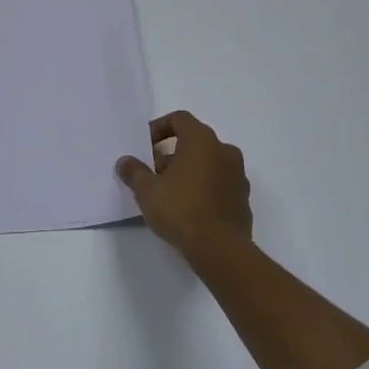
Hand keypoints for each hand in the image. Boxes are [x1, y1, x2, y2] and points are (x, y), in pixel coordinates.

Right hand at [115, 110, 252, 266]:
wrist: (220, 249)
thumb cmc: (181, 210)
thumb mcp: (147, 191)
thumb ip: (135, 172)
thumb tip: (125, 162)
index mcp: (202, 140)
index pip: (179, 119)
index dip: (159, 128)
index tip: (145, 147)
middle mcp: (224, 150)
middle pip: (195, 141)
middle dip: (172, 153)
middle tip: (154, 173)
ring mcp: (238, 175)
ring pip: (209, 163)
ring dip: (189, 171)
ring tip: (169, 192)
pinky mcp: (243, 198)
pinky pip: (220, 183)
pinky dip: (204, 187)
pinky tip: (189, 208)